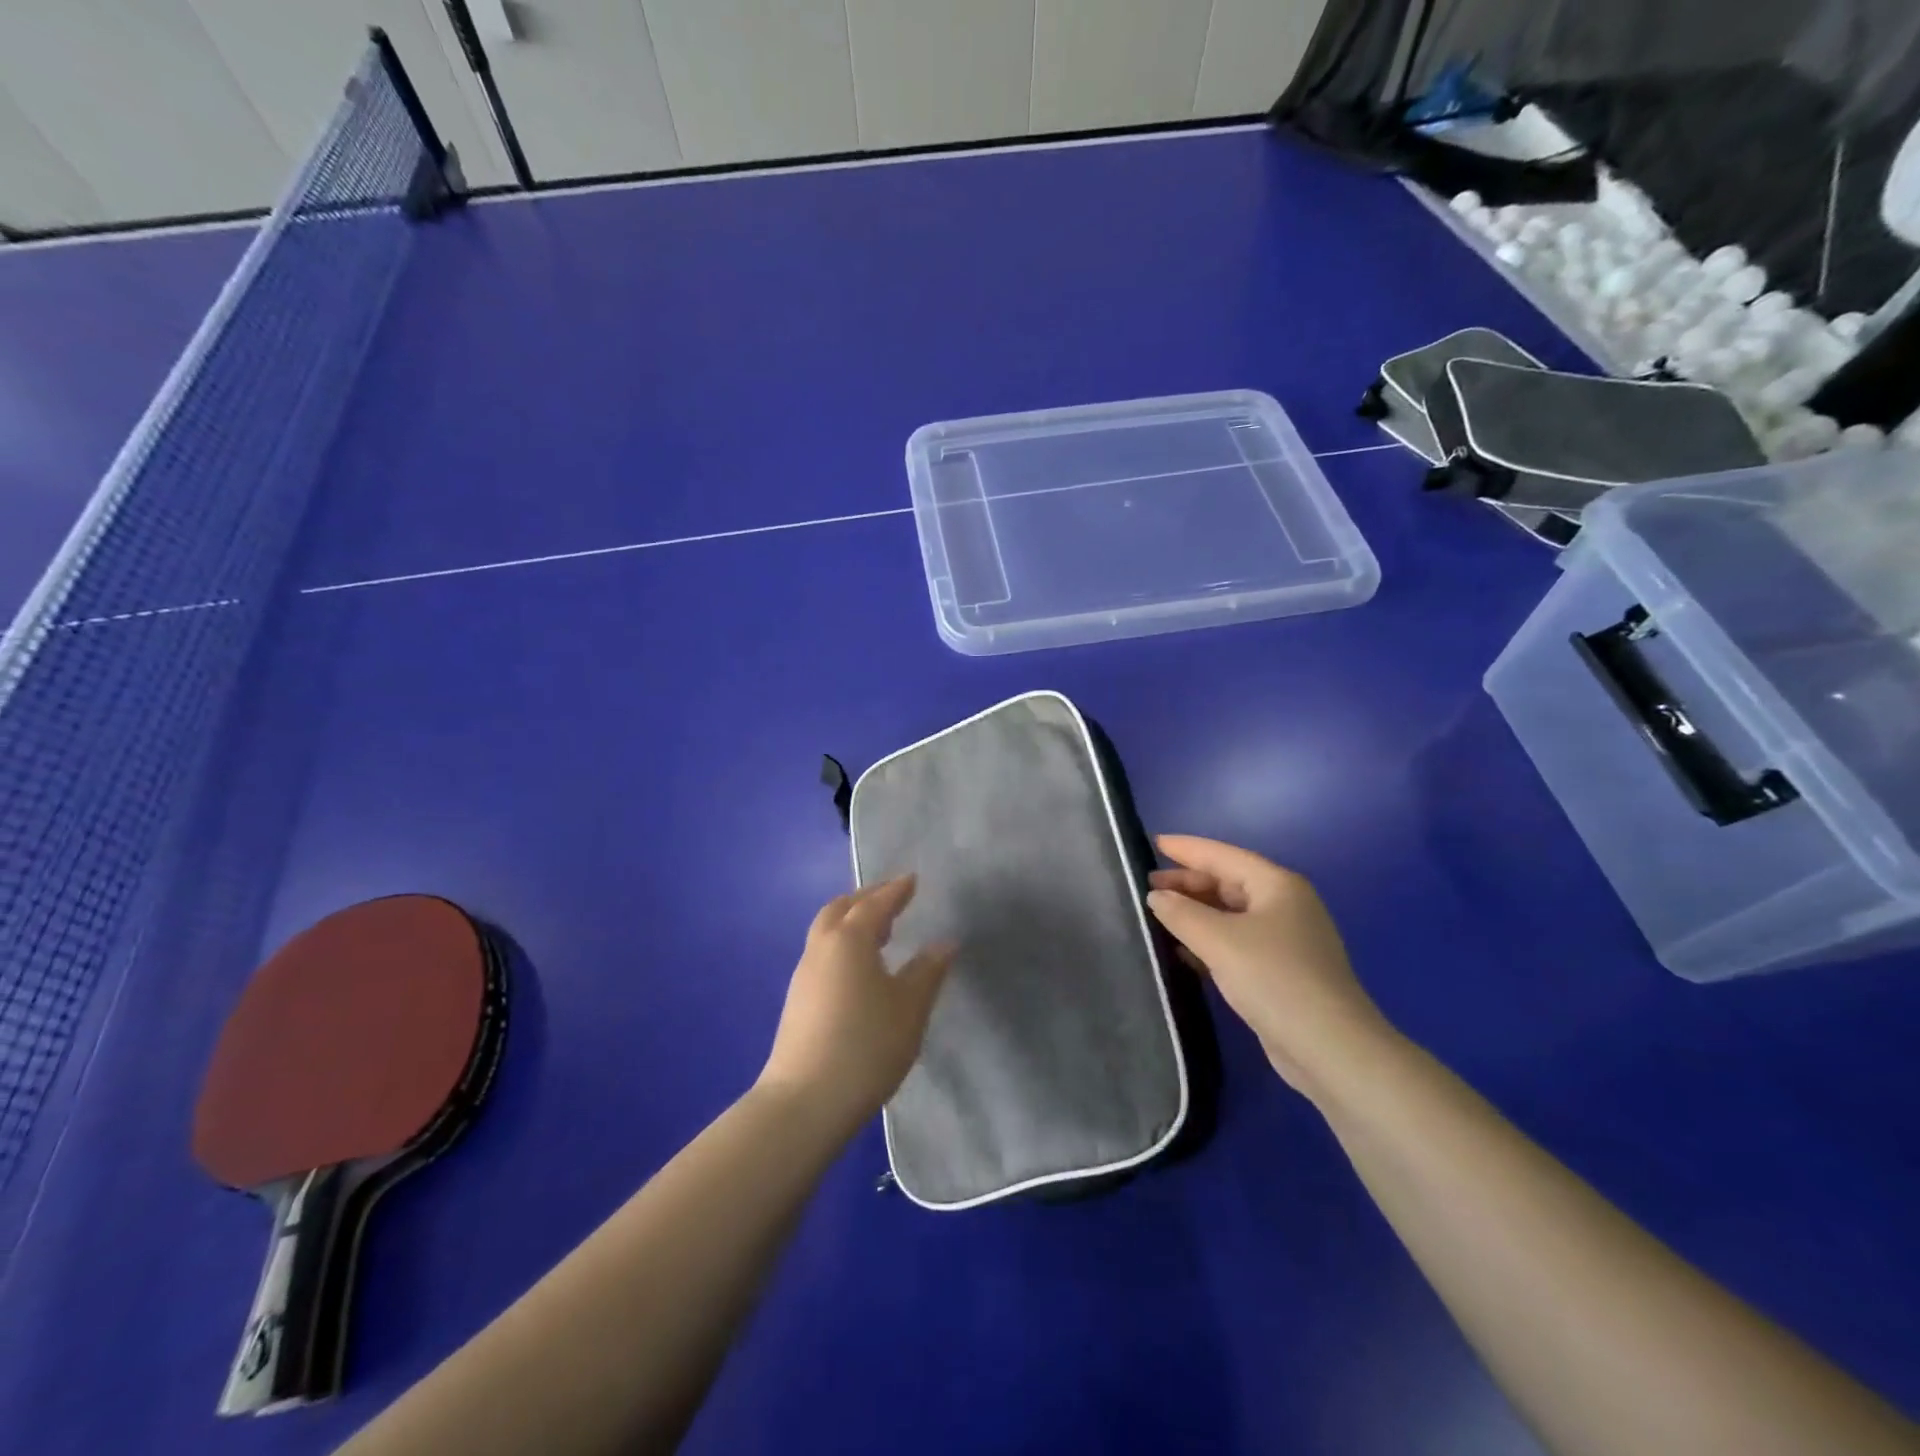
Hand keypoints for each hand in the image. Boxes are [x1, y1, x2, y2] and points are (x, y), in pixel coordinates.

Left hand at [758, 876, 956, 1134]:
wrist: (805, 1102)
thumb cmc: (866, 1046)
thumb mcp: (909, 1008)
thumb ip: (928, 971)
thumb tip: (944, 943)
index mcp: (849, 939)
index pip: (875, 904)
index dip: (895, 890)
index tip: (912, 880)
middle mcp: (821, 947)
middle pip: (840, 909)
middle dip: (867, 899)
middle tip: (892, 900)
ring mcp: (804, 974)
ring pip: (826, 931)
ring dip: (851, 922)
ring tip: (879, 932)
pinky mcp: (797, 1001)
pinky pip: (822, 954)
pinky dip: (842, 945)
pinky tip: (859, 969)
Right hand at [1147, 835, 1390, 1099]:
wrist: (1330, 1049)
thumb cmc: (1275, 979)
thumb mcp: (1220, 940)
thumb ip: (1182, 913)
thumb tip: (1156, 896)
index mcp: (1276, 885)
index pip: (1222, 855)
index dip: (1185, 848)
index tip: (1151, 842)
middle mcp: (1284, 905)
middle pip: (1227, 882)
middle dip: (1186, 883)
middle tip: (1144, 888)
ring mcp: (1285, 940)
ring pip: (1229, 914)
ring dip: (1194, 913)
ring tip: (1155, 916)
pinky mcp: (1280, 971)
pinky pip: (1235, 942)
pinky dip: (1207, 940)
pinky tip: (1180, 950)